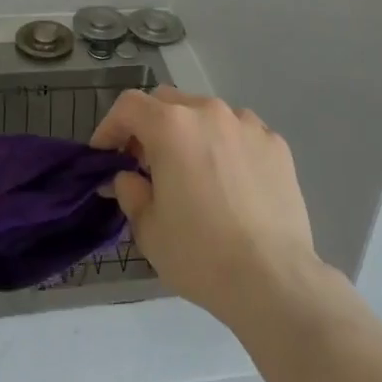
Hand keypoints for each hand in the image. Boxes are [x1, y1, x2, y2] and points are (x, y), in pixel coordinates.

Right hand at [90, 86, 324, 330]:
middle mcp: (209, 112)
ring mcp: (247, 124)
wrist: (273, 279)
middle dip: (149, 126)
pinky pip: (239, 132)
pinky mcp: (275, 143)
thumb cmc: (200, 254)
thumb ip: (129, 191)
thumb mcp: (148, 228)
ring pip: (206, 113)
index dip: (110, 127)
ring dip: (190, 133)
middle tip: (145, 164)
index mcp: (171, 126)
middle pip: (167, 102)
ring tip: (192, 172)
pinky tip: (229, 181)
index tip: (105, 156)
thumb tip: (127, 177)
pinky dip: (225, 145)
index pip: (129, 106)